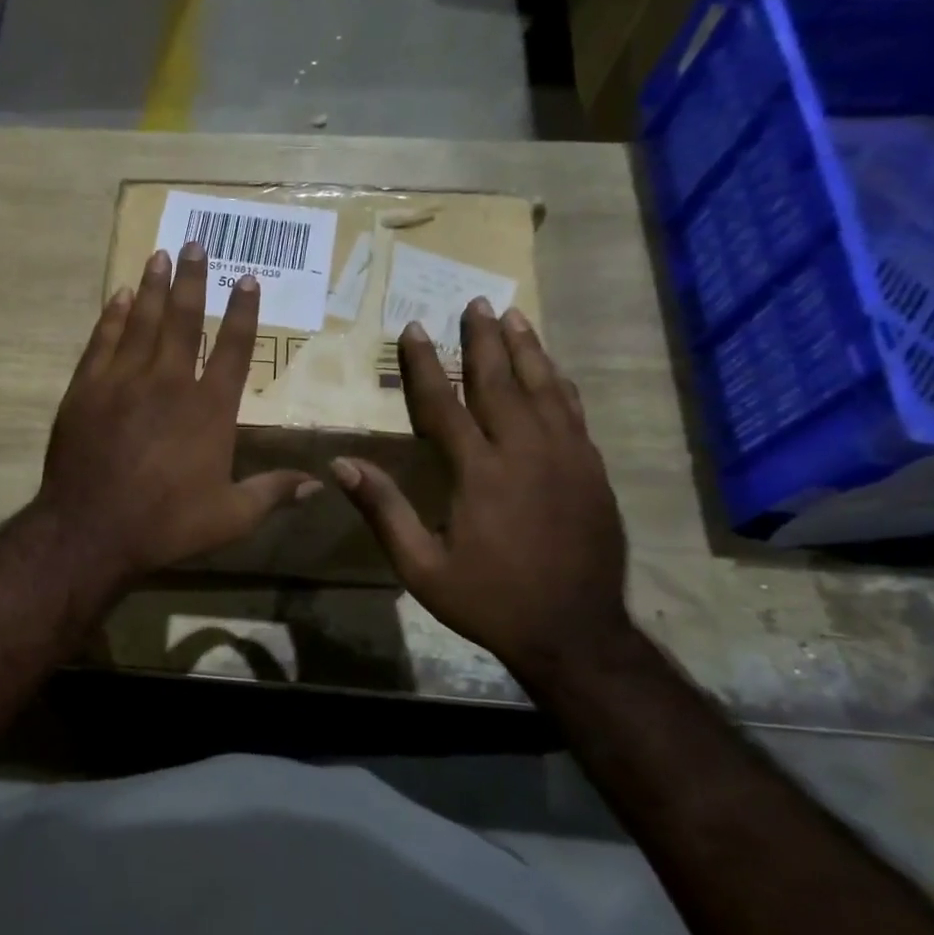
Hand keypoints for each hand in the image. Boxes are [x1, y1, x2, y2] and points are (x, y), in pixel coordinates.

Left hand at [37, 242, 318, 581]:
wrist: (90, 530)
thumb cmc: (166, 524)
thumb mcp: (230, 517)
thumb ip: (273, 493)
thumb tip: (319, 483)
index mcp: (209, 409)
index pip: (234, 349)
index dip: (242, 312)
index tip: (247, 279)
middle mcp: (169, 383)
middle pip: (184, 320)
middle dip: (192, 280)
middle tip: (195, 244)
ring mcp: (123, 381)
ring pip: (143, 321)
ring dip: (154, 286)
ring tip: (160, 254)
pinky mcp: (87, 389)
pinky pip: (103, 341)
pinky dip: (113, 316)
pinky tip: (120, 296)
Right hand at [332, 298, 633, 679]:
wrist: (575, 632)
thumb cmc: (489, 599)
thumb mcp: (422, 566)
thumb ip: (384, 511)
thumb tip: (341, 466)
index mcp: (480, 473)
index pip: (444, 404)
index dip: (424, 365)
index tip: (413, 329)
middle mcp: (526, 452)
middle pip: (501, 382)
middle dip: (484, 340)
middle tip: (475, 302)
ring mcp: (567, 458)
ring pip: (544, 389)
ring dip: (527, 349)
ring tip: (514, 317)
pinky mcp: (592, 471)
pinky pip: (573, 412)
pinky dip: (559, 384)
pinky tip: (552, 370)